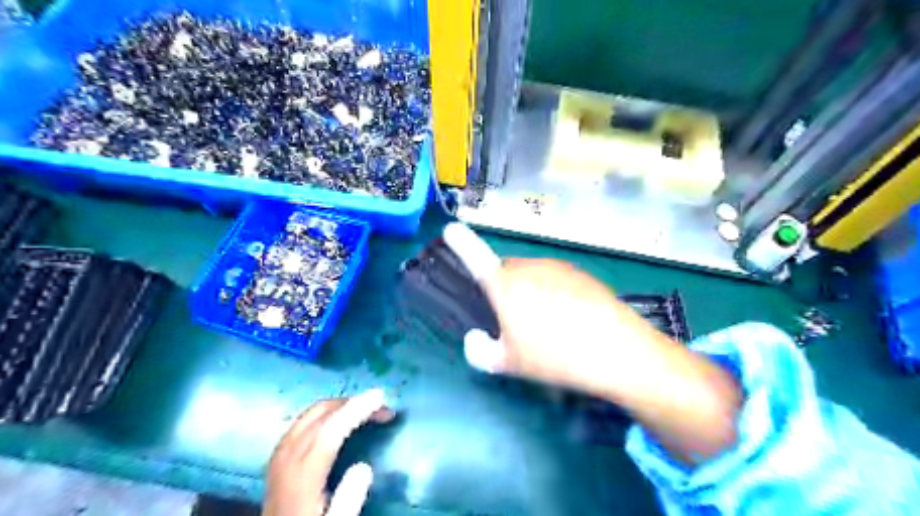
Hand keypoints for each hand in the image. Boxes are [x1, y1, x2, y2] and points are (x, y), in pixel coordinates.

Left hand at [263, 389, 397, 514]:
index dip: (357, 409)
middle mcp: (287, 456)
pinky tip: (339, 418)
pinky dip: (327, 411)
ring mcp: (280, 453)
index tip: (381, 397)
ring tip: (366, 408)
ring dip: (341, 405)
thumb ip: (349, 500)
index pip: (331, 428)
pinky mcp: (279, 454)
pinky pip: (305, 419)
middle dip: (353, 403)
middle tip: (381, 406)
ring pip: (312, 413)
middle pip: (321, 414)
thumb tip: (364, 467)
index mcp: (302, 474)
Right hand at [444, 222, 738, 463]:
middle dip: (503, 290)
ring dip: (529, 292)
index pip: (475, 256)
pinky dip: (553, 293)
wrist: (619, 351)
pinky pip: (555, 279)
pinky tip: (570, 320)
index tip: (450, 229)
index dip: (460, 243)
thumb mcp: (508, 364)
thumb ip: (480, 352)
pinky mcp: (581, 274)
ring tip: (546, 326)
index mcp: (505, 285)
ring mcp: (558, 267)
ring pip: (532, 275)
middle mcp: (530, 268)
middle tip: (514, 322)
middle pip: (506, 272)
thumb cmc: (555, 357)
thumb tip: (475, 338)